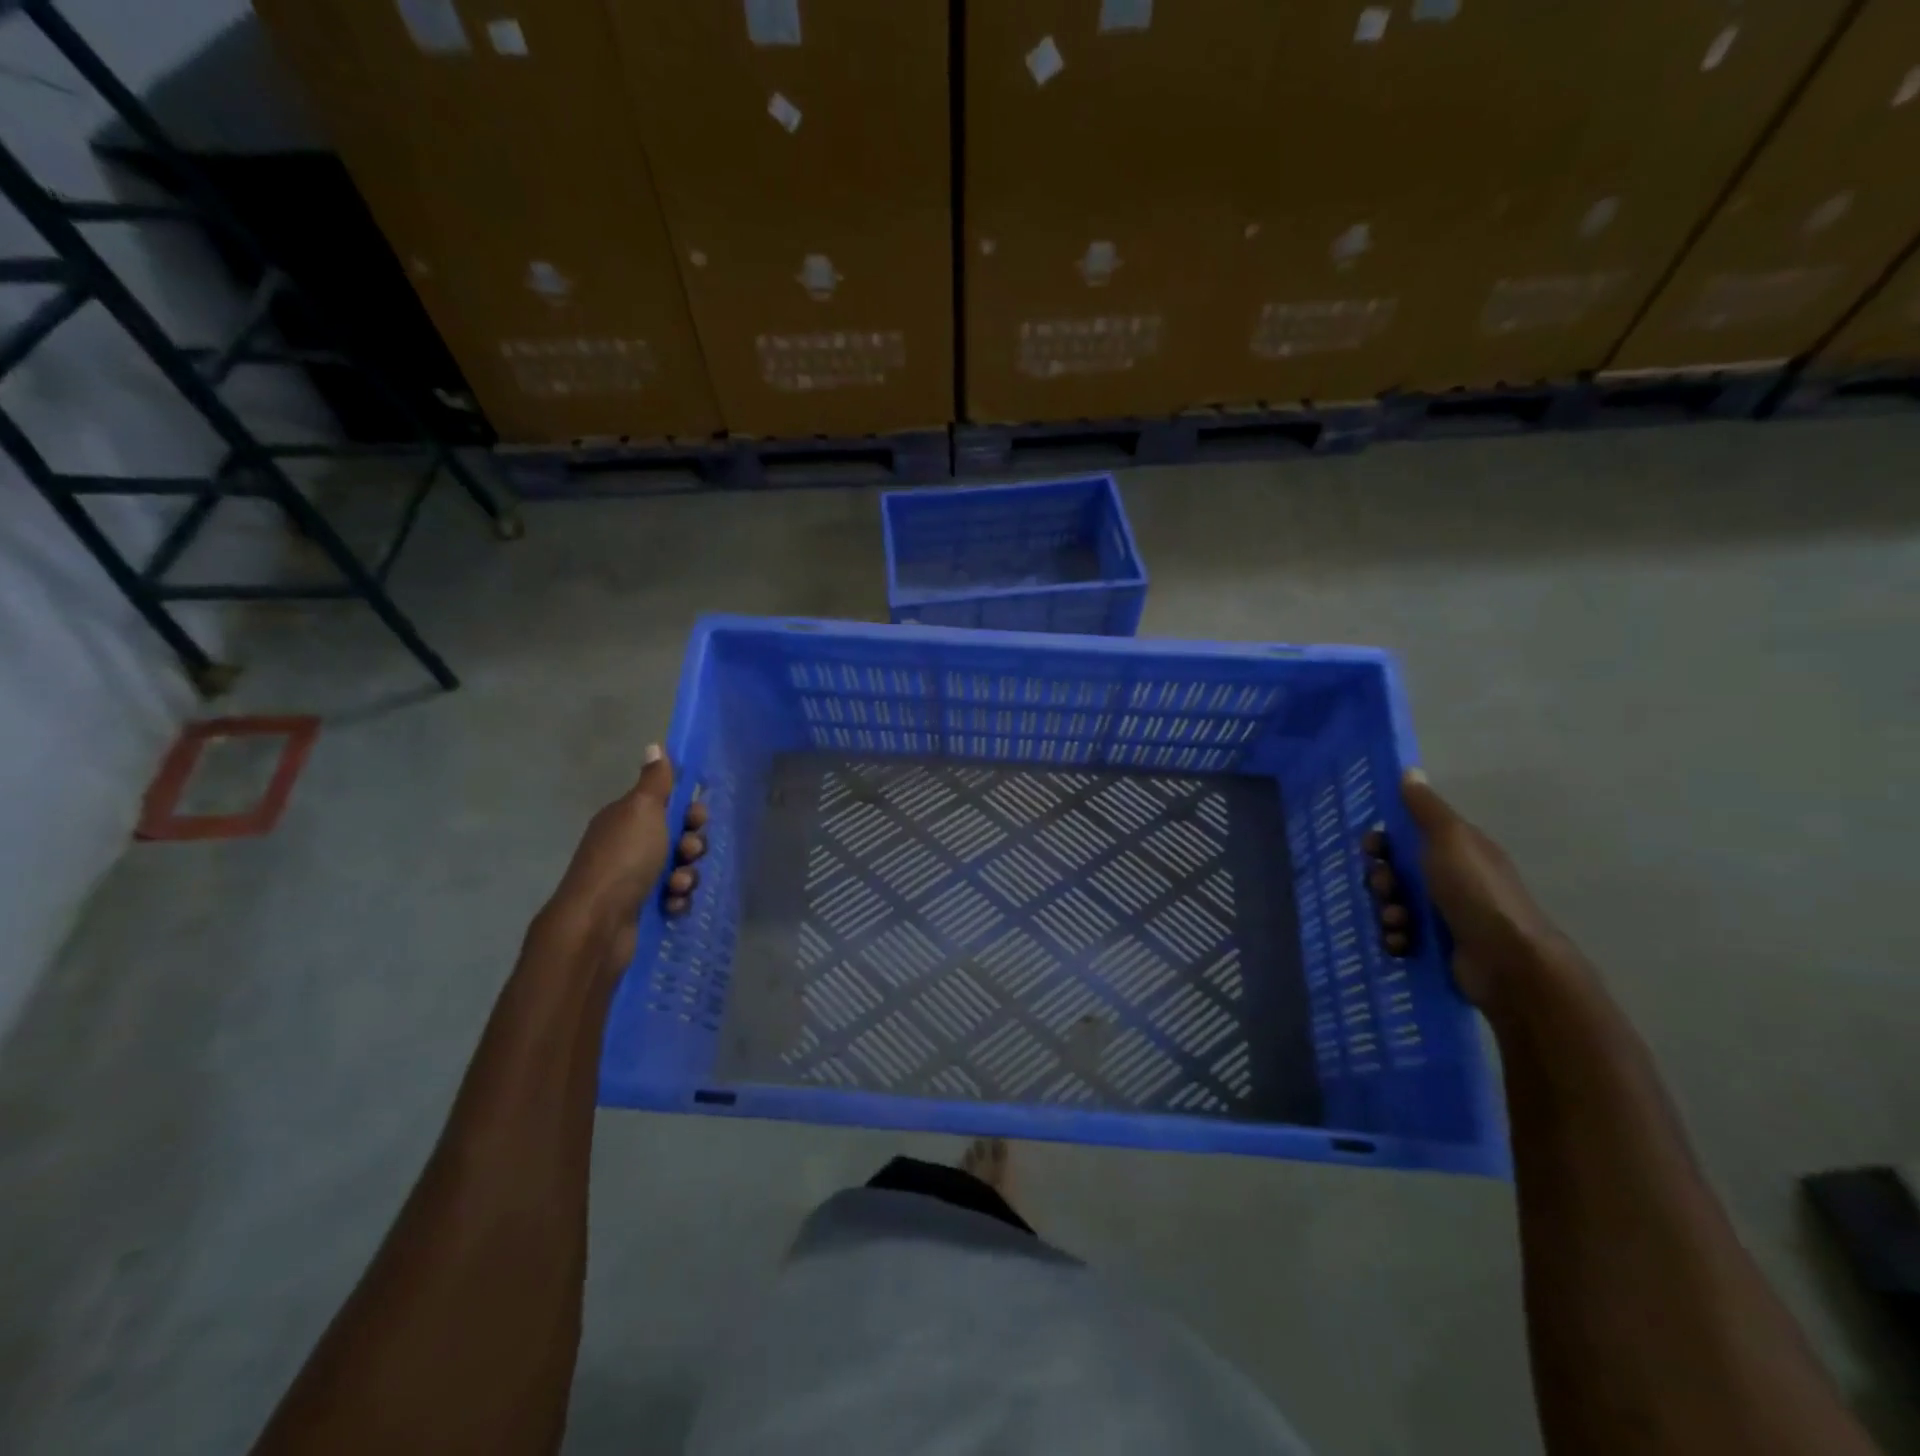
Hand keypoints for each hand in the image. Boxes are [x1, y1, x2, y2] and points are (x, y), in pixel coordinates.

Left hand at [540, 746, 707, 975]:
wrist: (598, 923)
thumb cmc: (624, 859)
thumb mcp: (642, 810)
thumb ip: (655, 781)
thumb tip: (654, 745)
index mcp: (627, 819)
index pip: (668, 805)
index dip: (688, 811)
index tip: (695, 818)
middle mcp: (630, 845)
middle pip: (679, 837)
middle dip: (692, 845)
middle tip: (687, 853)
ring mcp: (635, 878)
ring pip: (681, 869)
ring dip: (687, 876)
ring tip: (676, 885)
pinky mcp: (643, 908)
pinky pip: (675, 897)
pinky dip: (677, 900)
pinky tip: (670, 905)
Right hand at [1388, 770, 1556, 1006]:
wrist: (1508, 962)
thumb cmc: (1476, 892)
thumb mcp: (1449, 839)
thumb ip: (1425, 808)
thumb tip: (1410, 771)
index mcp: (1455, 851)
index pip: (1406, 836)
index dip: (1383, 841)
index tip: (1372, 849)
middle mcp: (1450, 879)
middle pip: (1394, 872)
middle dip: (1381, 880)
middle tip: (1387, 889)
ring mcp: (1444, 915)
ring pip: (1393, 904)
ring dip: (1386, 912)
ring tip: (1398, 923)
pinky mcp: (1437, 947)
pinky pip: (1400, 936)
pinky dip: (1395, 938)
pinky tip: (1402, 943)